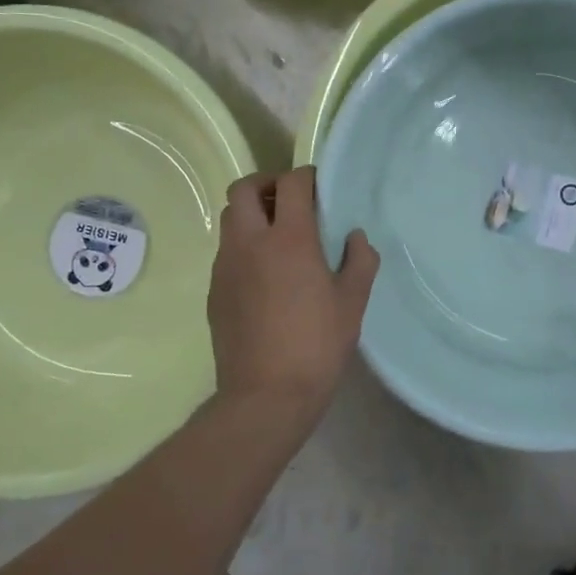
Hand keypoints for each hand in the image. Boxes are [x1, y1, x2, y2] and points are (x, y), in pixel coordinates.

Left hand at [208, 166, 379, 416]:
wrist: (265, 396)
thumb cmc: (317, 345)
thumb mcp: (352, 303)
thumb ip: (360, 260)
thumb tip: (355, 237)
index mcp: (289, 239)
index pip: (291, 183)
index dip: (307, 178)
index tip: (321, 190)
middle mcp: (250, 243)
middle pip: (243, 189)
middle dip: (267, 185)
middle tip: (291, 203)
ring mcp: (226, 266)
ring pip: (229, 219)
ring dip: (252, 215)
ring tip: (279, 239)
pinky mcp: (214, 290)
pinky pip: (226, 252)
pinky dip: (244, 247)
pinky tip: (266, 277)